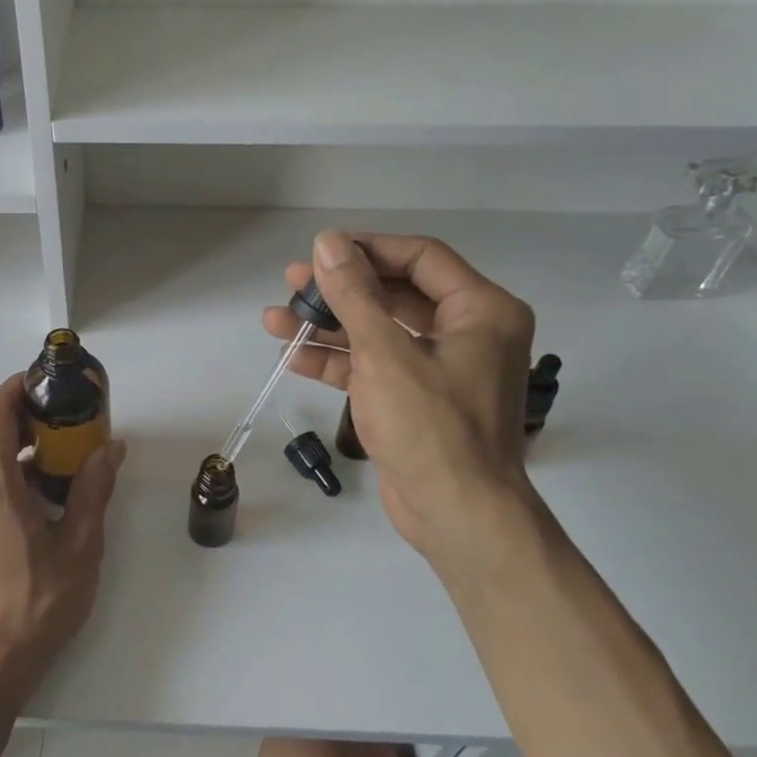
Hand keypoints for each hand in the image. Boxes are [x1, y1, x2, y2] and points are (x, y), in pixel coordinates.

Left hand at [0, 374, 125, 706]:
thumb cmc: (35, 603)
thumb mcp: (79, 545)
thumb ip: (93, 489)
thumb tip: (110, 447)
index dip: (17, 388)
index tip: (48, 382)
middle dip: (22, 415)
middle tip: (64, 418)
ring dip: (14, 446)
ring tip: (58, 456)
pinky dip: (5, 472)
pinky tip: (38, 496)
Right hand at [262, 230, 536, 566]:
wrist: (456, 515)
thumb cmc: (430, 427)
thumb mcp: (385, 354)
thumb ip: (354, 295)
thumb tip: (327, 242)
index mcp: (481, 310)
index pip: (420, 258)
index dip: (367, 250)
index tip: (319, 251)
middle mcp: (467, 332)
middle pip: (395, 294)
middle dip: (340, 291)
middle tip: (291, 284)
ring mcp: (440, 368)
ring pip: (379, 333)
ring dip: (329, 328)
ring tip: (275, 320)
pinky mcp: (417, 400)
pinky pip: (375, 367)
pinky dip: (338, 362)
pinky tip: (293, 357)